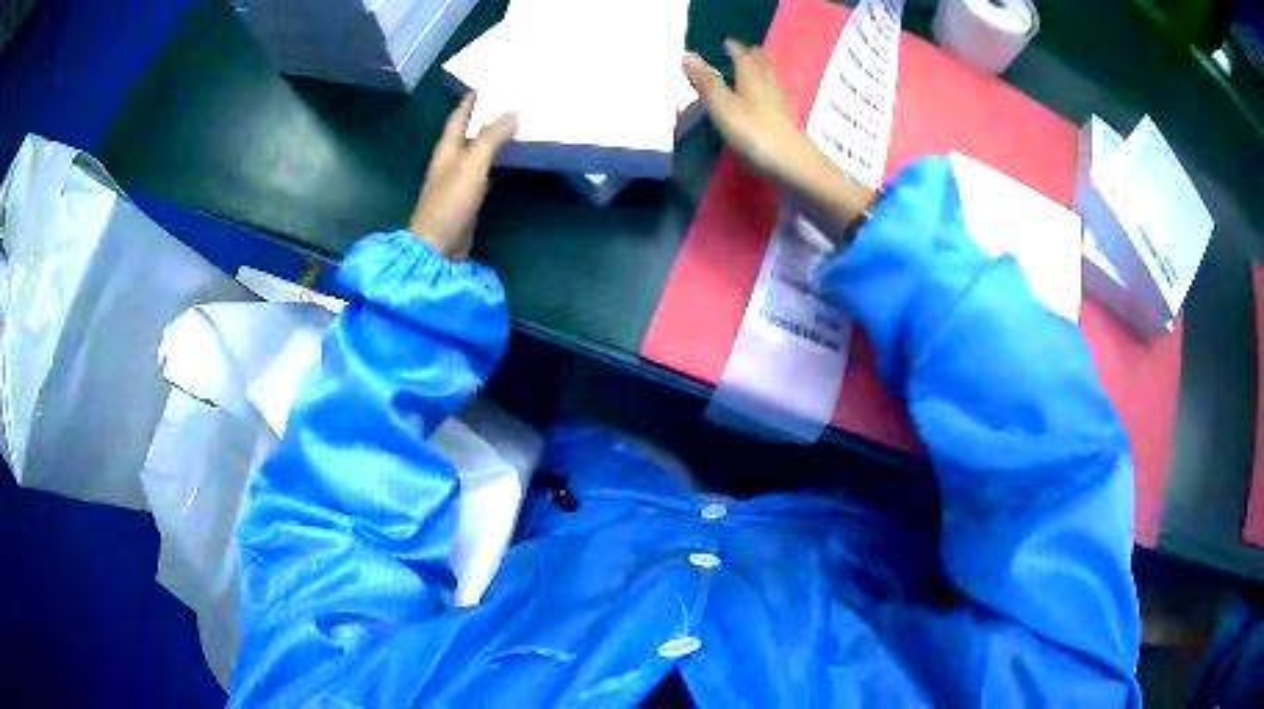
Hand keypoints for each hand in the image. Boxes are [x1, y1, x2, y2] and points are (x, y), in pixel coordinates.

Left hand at [409, 94, 517, 258]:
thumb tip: (512, 111)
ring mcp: (458, 181)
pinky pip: (485, 171)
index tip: (487, 84)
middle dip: (485, 116)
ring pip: (478, 151)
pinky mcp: (468, 198)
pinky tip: (512, 158)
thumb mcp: (472, 163)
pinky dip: (498, 161)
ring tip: (516, 124)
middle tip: (510, 101)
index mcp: (446, 149)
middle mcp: (450, 161)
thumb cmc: (450, 202)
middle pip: (468, 132)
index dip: (470, 101)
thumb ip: (491, 137)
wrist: (438, 246)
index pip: (458, 117)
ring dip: (493, 138)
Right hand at [684, 41, 873, 235]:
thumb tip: (687, 55)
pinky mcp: (788, 129)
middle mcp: (770, 90)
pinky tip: (771, 105)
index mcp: (753, 81)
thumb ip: (706, 83)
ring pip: (773, 85)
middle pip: (764, 68)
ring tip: (760, 71)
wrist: (793, 169)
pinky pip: (778, 104)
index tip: (728, 42)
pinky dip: (772, 97)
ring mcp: (782, 111)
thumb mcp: (723, 107)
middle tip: (749, 51)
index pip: (743, 58)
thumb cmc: (755, 134)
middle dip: (755, 58)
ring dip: (766, 75)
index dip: (735, 49)